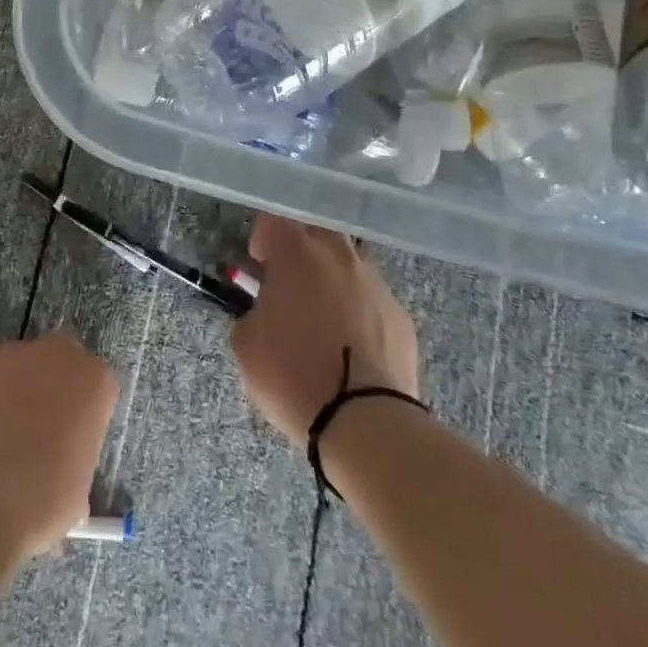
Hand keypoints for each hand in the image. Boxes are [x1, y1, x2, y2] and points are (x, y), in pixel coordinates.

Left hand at [0, 334, 117, 560]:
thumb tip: (60, 470)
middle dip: (52, 388)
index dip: (85, 414)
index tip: (73, 443)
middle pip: (60, 362)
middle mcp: (56, 355)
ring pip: (18, 367)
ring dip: (13, 392)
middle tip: (37, 433)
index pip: (98, 386)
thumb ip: (75, 463)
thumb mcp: (77, 495)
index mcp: (94, 382)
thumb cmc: (39, 504)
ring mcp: (10, 355)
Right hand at [230, 215, 419, 446]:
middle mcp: (338, 255)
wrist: (366, 423)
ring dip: (332, 278)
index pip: (273, 222)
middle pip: (316, 233)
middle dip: (301, 250)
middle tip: (289, 284)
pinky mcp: (400, 315)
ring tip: (322, 317)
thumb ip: (252, 312)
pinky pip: (371, 298)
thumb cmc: (293, 375)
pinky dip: (358, 310)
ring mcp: (374, 283)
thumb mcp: (246, 344)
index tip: (257, 267)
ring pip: (348, 264)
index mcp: (296, 253)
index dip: (261, 241)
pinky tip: (351, 344)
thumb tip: (265, 309)